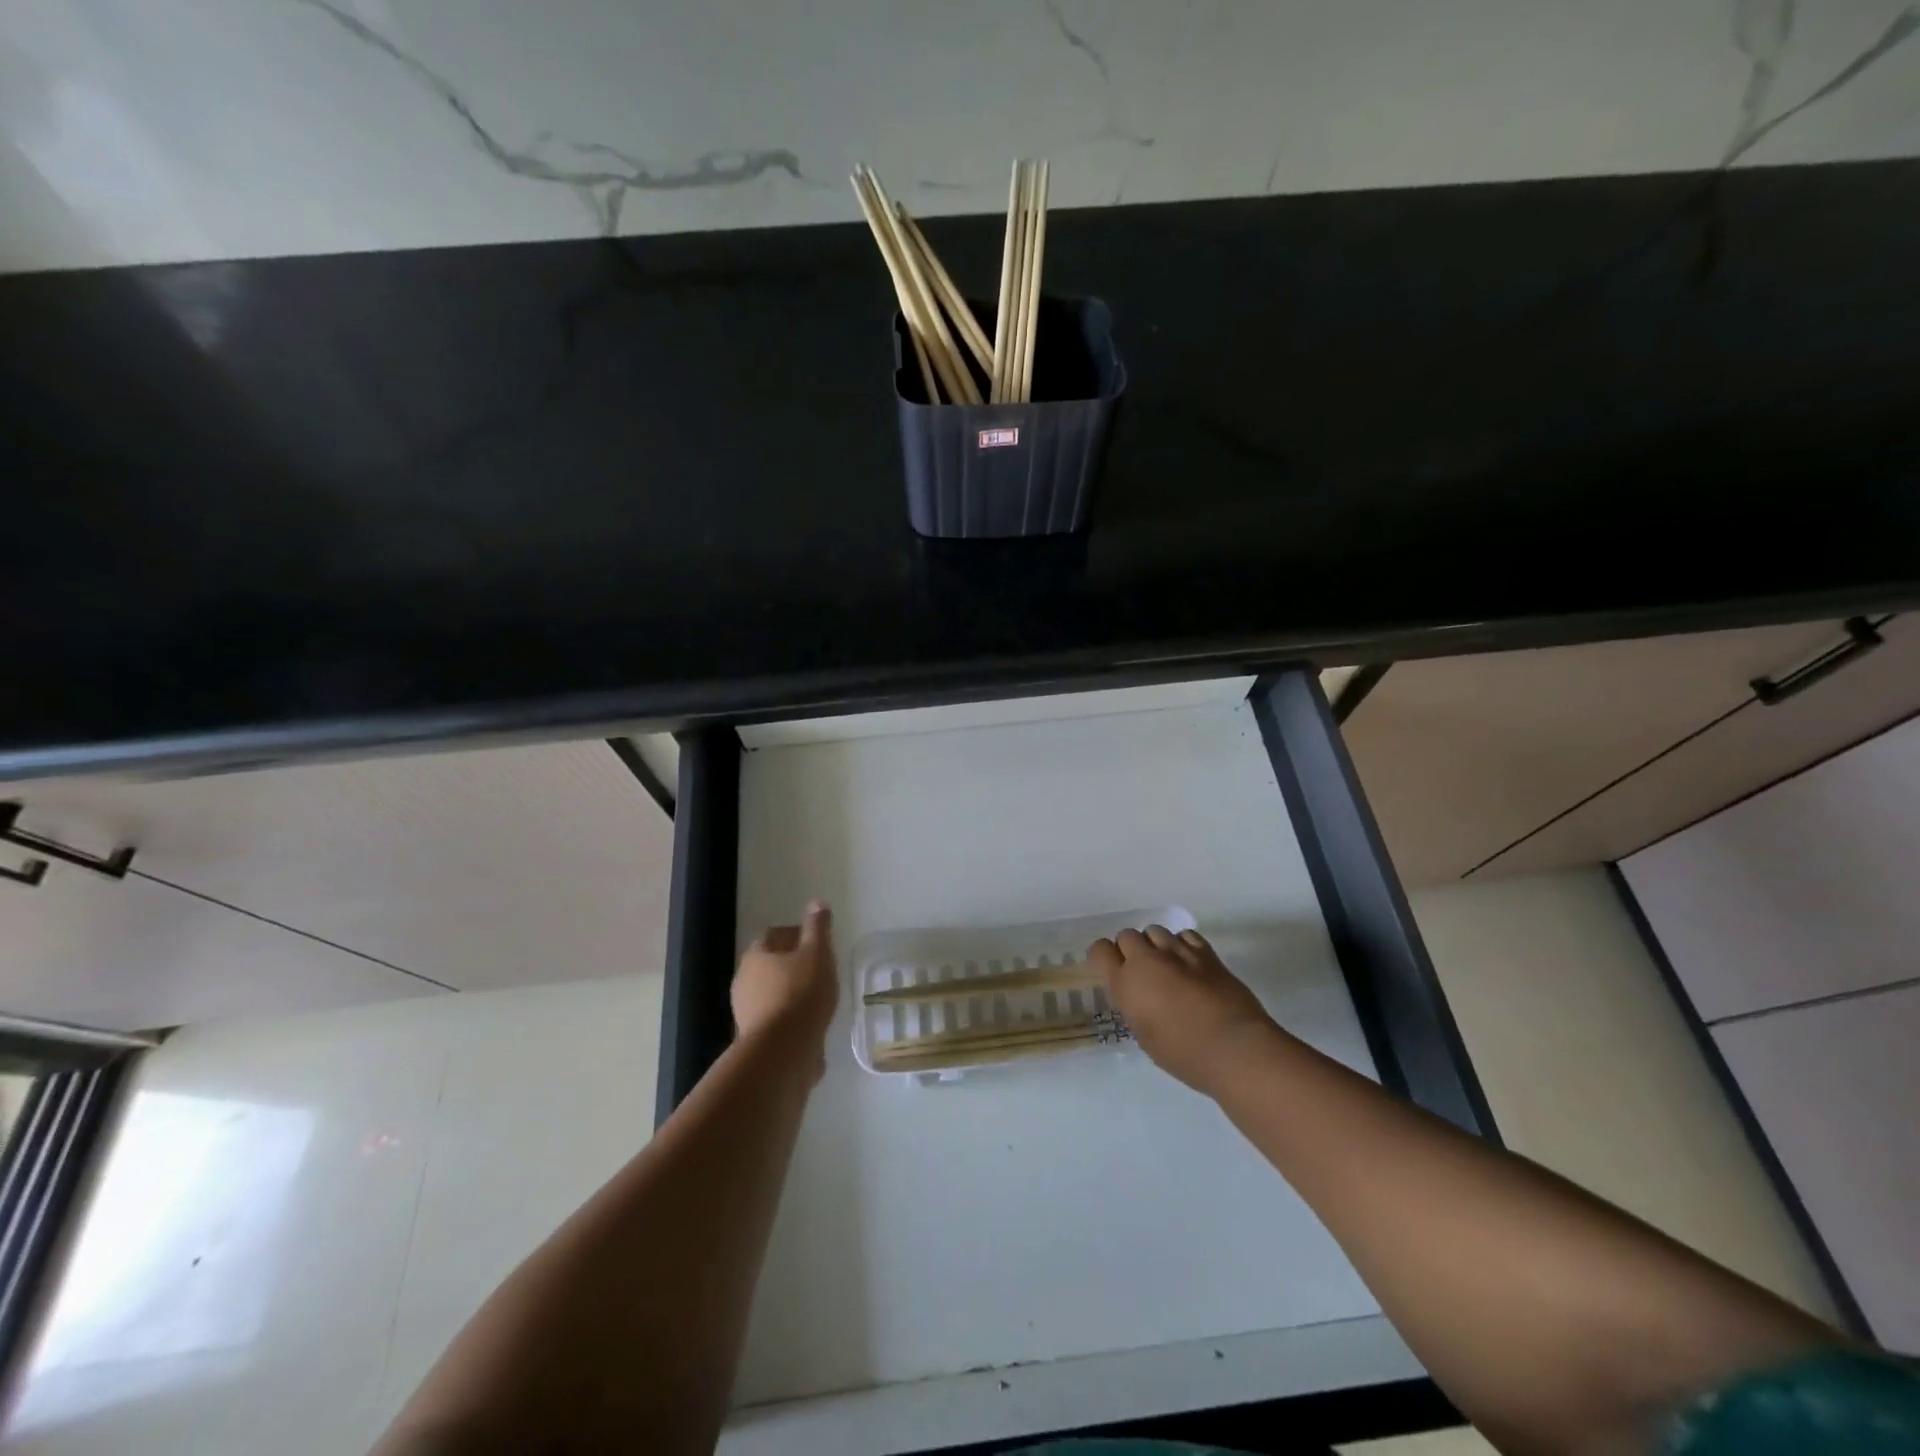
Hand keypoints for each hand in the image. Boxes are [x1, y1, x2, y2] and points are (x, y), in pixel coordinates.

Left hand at [732, 901, 837, 1077]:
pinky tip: (810, 1022)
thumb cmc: (801, 992)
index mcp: (756, 955)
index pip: (775, 935)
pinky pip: (776, 1018)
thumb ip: (818, 927)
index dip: (797, 935)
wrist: (783, 1052)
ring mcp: (746, 1011)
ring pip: (772, 992)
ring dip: (791, 992)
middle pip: (770, 964)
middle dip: (793, 964)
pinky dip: (791, 1016)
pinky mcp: (755, 1038)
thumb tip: (817, 902)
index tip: (818, 943)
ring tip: (819, 997)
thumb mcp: (817, 953)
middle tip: (820, 968)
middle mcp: (744, 980)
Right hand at [1089, 925, 1278, 1094]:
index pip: (1100, 950)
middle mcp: (1146, 960)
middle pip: (1127, 935)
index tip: (1111, 971)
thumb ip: (1135, 1007)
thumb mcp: (1145, 1036)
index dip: (1103, 958)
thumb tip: (1139, 996)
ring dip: (1155, 945)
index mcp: (1126, 983)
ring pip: (1155, 930)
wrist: (1234, 1048)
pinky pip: (1184, 935)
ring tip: (1166, 965)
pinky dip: (1181, 944)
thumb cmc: (1184, 1054)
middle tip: (1142, 972)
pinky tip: (1188, 962)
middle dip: (1130, 950)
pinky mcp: (1205, 952)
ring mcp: (1177, 952)